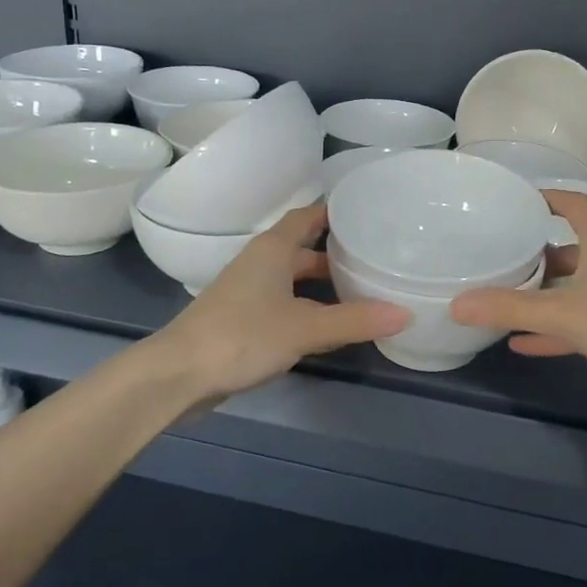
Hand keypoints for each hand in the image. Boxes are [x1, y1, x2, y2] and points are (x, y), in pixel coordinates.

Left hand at [151, 204, 410, 400]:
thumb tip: (407, 313)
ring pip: (294, 279)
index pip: (308, 216)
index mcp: (273, 249)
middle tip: (377, 257)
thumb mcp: (305, 327)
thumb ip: (355, 320)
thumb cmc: (242, 335)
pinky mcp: (243, 319)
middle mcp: (260, 262)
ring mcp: (249, 291)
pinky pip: (285, 303)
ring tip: (363, 291)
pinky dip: (309, 307)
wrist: (179, 374)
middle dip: (337, 253)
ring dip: (323, 284)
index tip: (369, 212)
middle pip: (304, 248)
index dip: (336, 212)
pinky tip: (331, 325)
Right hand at [451, 190, 586, 383]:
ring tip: (506, 300)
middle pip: (570, 248)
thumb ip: (510, 308)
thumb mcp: (563, 313)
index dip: (547, 197)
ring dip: (545, 294)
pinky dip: (556, 328)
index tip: (517, 200)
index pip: (574, 203)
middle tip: (501, 258)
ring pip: (576, 286)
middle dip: (537, 254)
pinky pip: (583, 319)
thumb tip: (455, 304)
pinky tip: (524, 343)